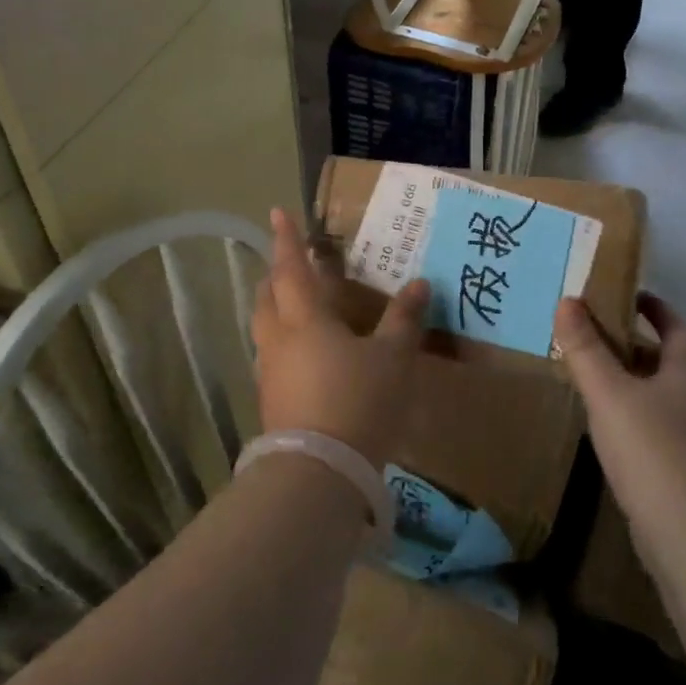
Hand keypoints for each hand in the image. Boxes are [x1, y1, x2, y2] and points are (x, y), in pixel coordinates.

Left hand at [251, 208, 430, 468]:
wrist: (319, 472)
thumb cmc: (358, 401)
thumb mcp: (392, 358)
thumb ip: (404, 320)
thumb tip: (420, 283)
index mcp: (305, 319)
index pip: (290, 269)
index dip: (286, 239)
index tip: (277, 212)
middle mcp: (279, 339)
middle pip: (268, 297)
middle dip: (277, 275)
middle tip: (292, 263)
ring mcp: (271, 372)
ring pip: (265, 328)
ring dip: (277, 308)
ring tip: (298, 305)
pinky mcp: (271, 401)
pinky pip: (272, 356)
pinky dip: (284, 341)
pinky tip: (305, 355)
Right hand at [556, 293, 685, 536]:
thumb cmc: (652, 449)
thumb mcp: (609, 393)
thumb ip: (586, 350)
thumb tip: (568, 301)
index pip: (679, 331)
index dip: (659, 311)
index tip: (636, 298)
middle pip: (679, 367)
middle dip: (649, 351)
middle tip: (610, 342)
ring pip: (673, 405)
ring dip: (646, 391)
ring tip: (607, 389)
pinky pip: (667, 438)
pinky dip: (646, 428)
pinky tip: (620, 440)